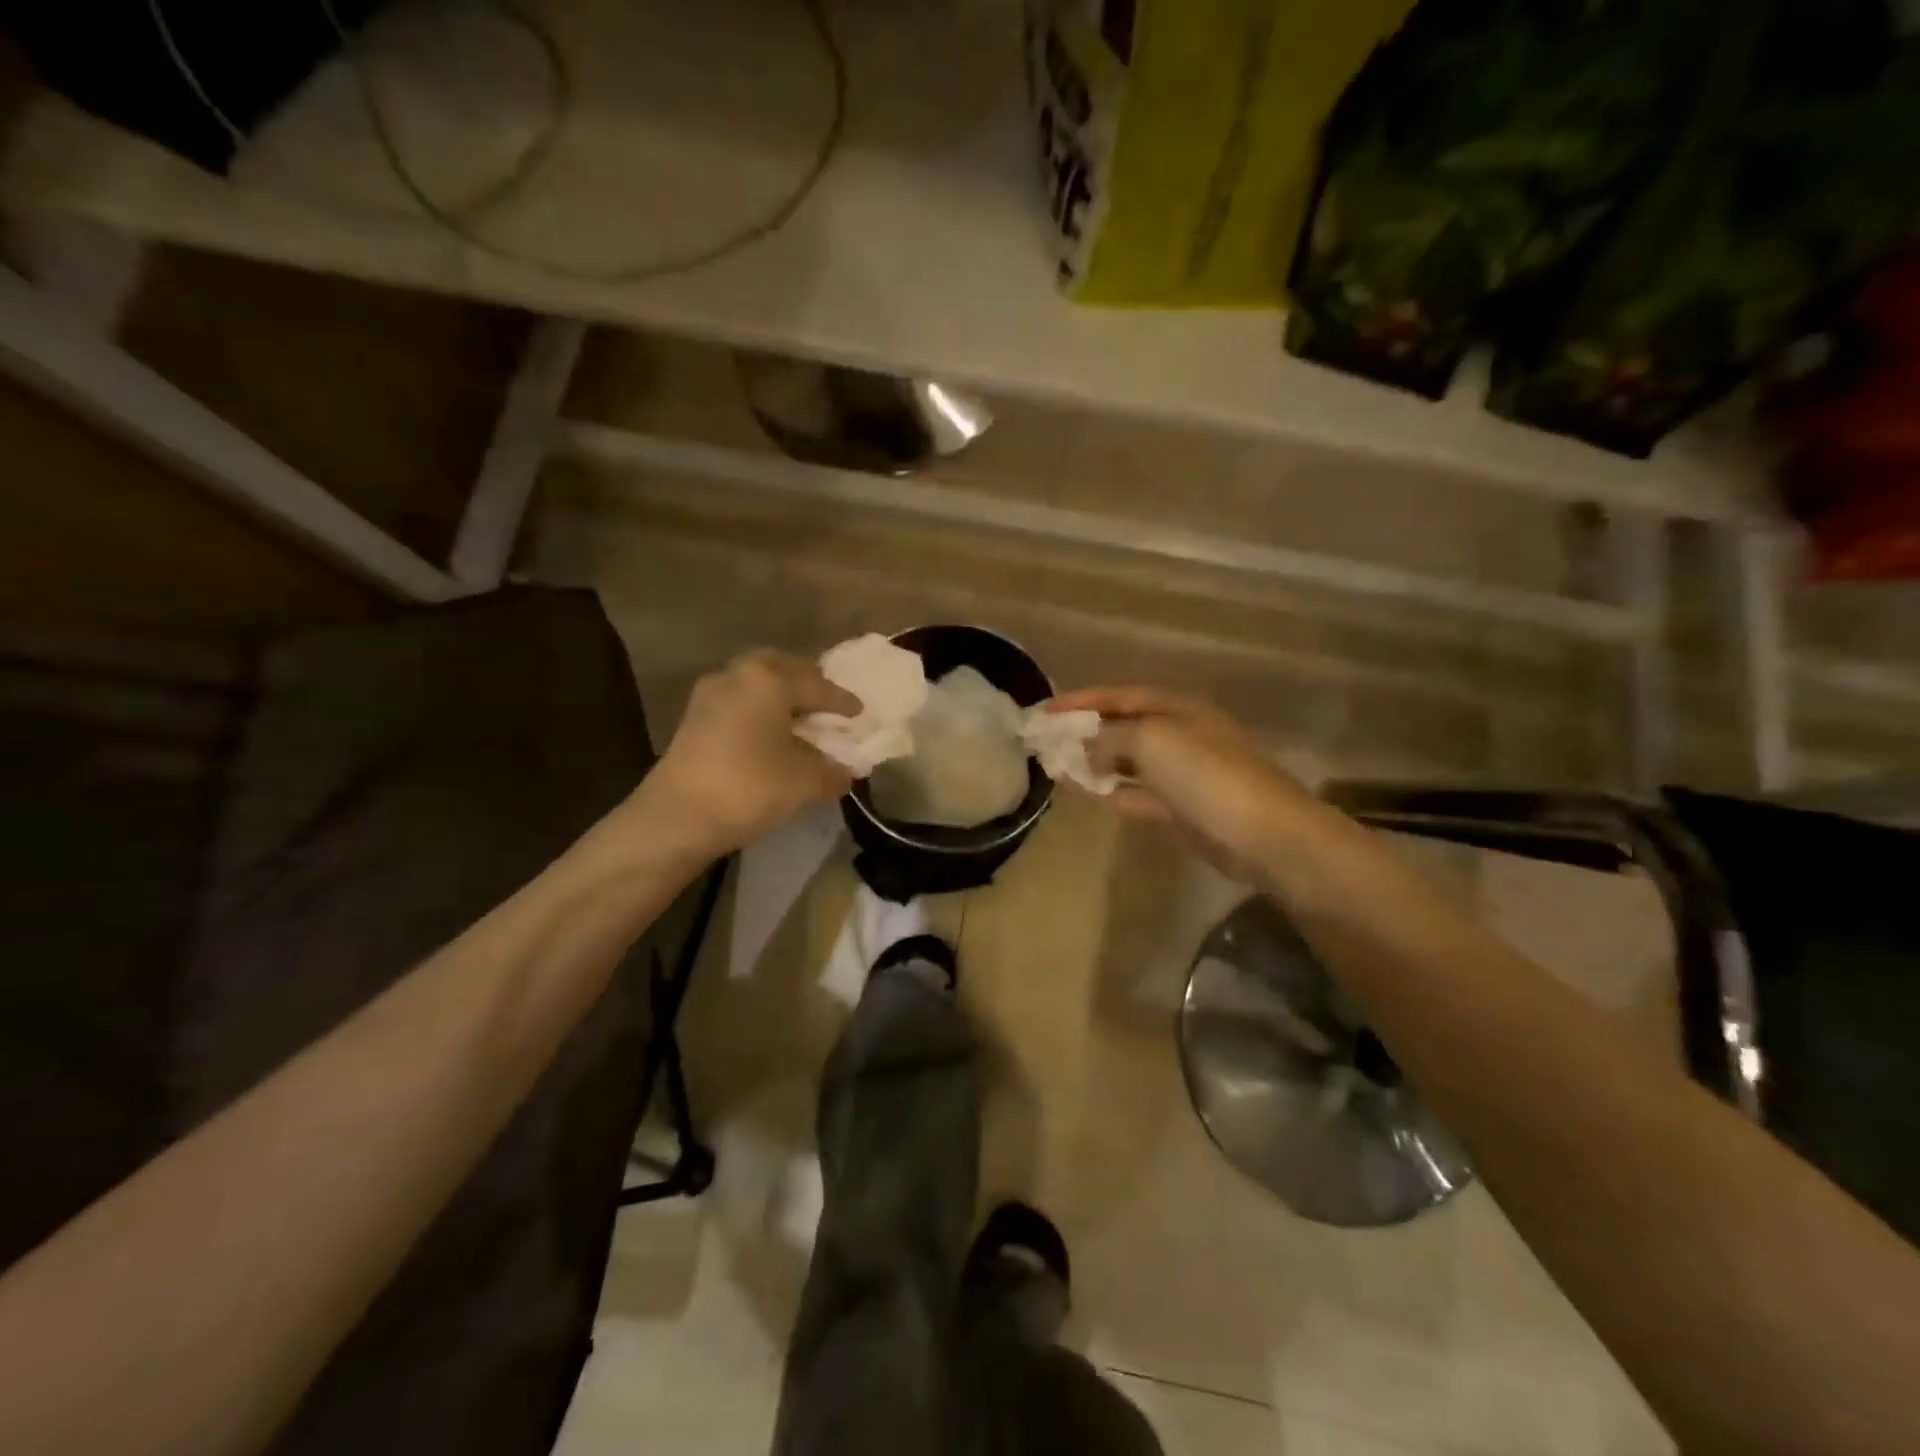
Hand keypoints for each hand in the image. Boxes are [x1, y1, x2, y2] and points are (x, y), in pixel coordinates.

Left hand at [647, 650, 861, 855]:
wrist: (677, 817)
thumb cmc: (749, 787)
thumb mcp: (805, 782)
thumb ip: (832, 771)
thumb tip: (845, 771)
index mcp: (770, 679)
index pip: (818, 685)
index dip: (842, 701)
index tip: (859, 713)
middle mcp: (738, 675)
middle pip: (782, 669)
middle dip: (807, 684)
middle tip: (826, 705)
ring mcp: (710, 694)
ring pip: (756, 684)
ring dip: (780, 697)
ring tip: (799, 721)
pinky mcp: (694, 718)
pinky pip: (739, 702)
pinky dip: (759, 711)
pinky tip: (770, 736)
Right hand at [1046, 687, 1312, 879]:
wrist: (1261, 832)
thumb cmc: (1205, 772)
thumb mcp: (1151, 739)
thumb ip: (1111, 737)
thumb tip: (1088, 749)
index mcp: (1177, 708)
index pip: (1120, 695)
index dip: (1082, 699)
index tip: (1045, 709)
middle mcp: (1177, 734)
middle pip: (1122, 727)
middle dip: (1084, 731)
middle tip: (1045, 739)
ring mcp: (1177, 774)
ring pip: (1124, 762)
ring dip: (1090, 762)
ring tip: (1052, 764)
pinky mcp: (1176, 809)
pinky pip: (1131, 793)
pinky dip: (1104, 790)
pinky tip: (1074, 789)